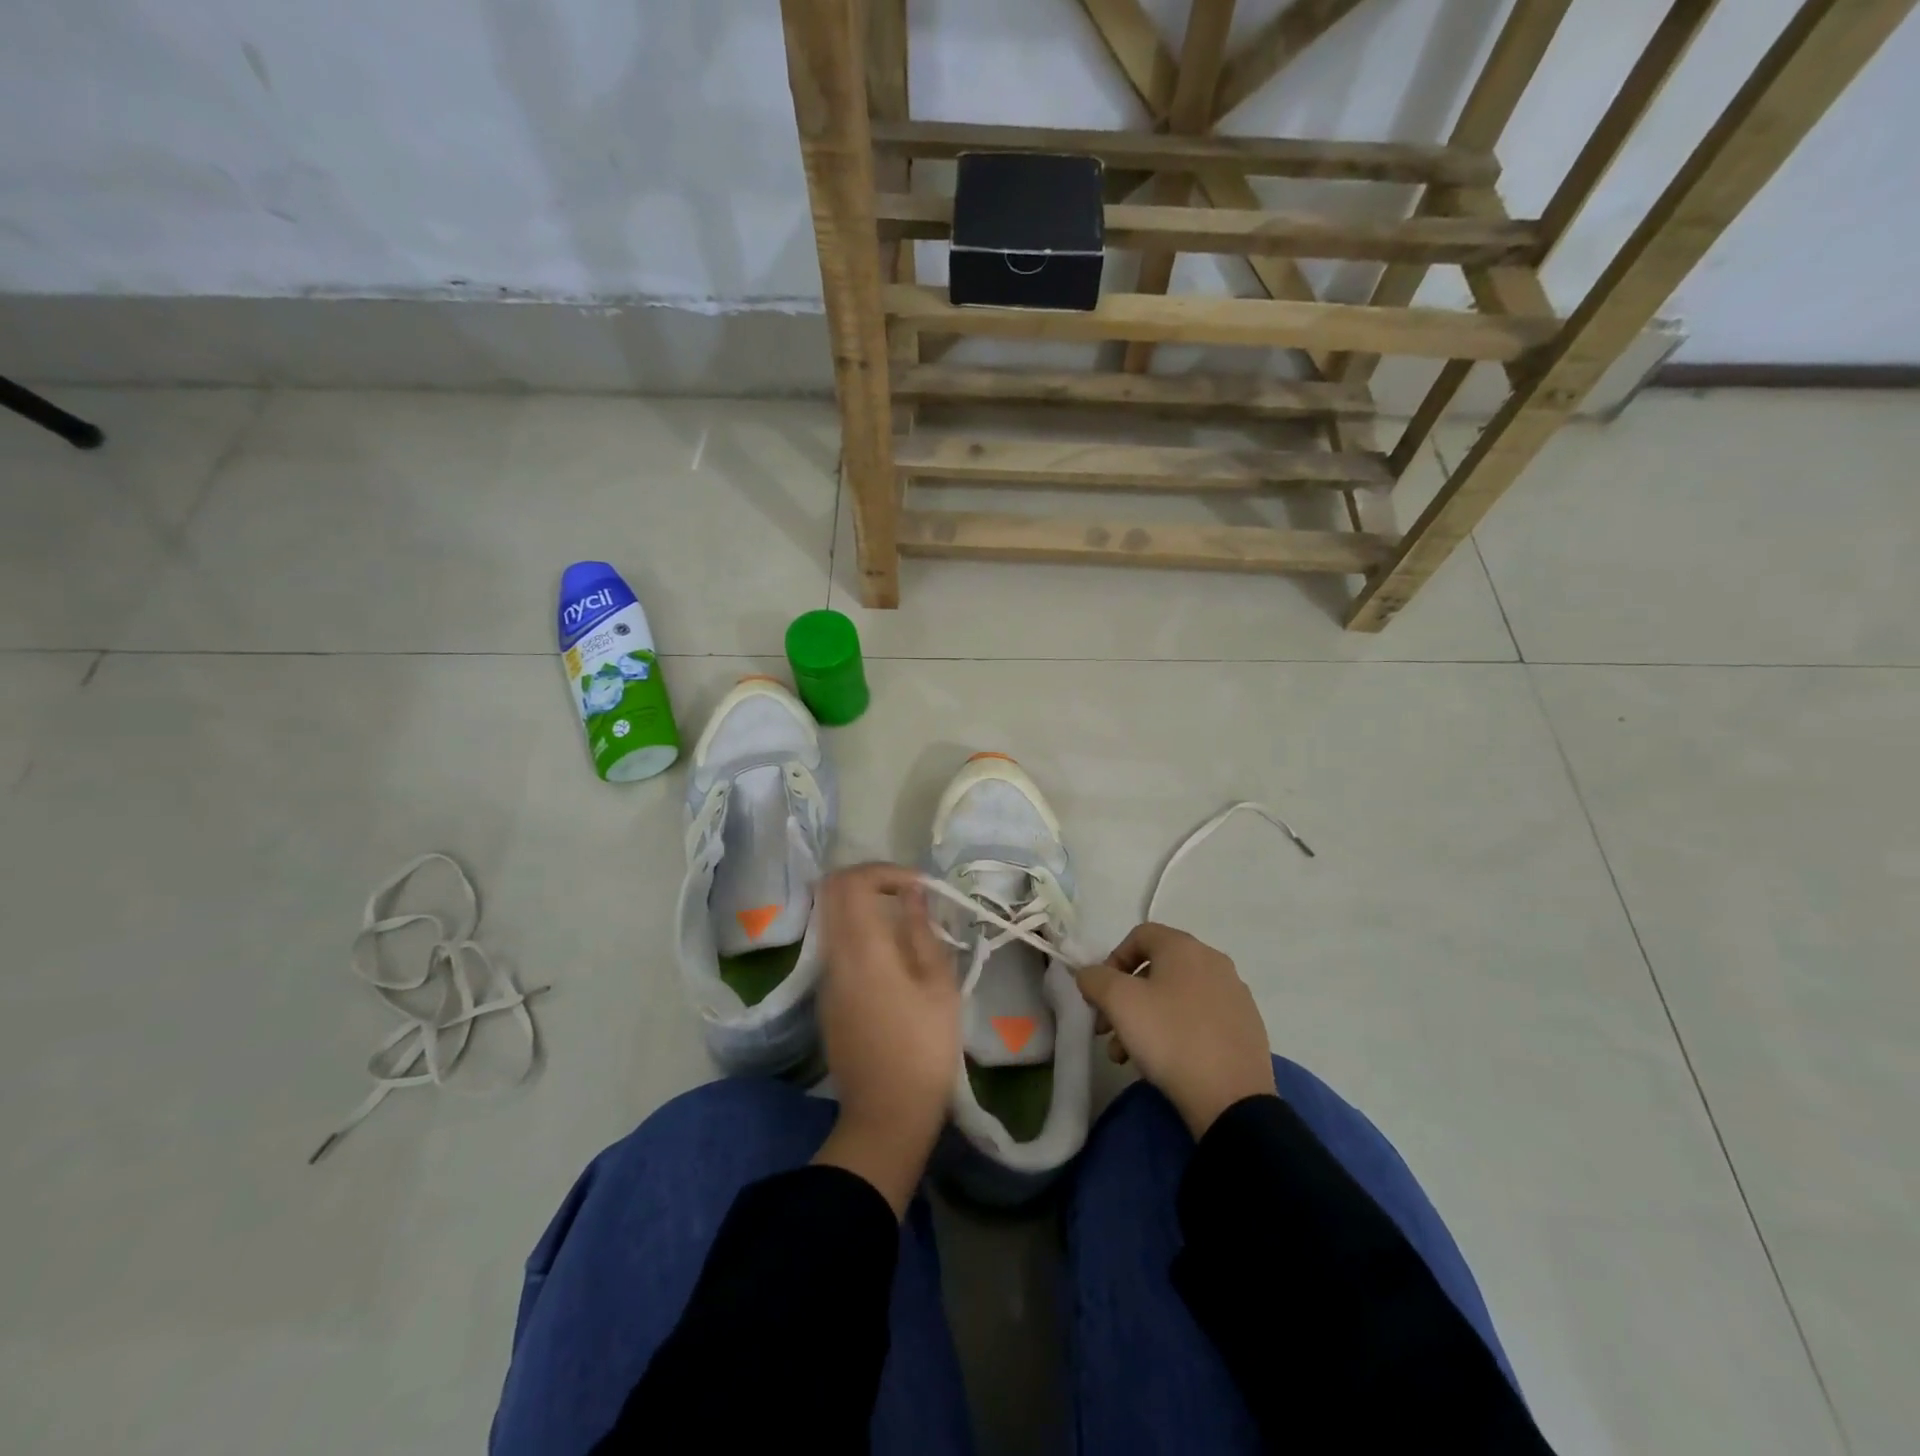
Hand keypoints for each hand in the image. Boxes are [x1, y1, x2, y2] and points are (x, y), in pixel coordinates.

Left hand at [811, 863, 959, 1216]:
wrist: (886, 1115)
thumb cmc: (924, 1049)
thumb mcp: (939, 987)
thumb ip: (921, 932)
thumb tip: (912, 893)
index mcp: (863, 949)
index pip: (851, 882)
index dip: (883, 871)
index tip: (917, 885)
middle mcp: (834, 956)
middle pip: (831, 892)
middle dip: (869, 881)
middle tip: (907, 894)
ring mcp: (825, 979)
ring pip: (831, 918)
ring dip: (862, 907)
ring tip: (904, 924)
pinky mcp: (826, 999)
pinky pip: (835, 947)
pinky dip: (858, 933)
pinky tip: (891, 957)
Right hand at [1074, 923, 1275, 1137]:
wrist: (1232, 1099)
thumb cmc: (1170, 1038)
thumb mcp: (1119, 1002)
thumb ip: (1095, 978)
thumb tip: (1090, 974)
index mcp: (1185, 947)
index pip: (1140, 935)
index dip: (1112, 960)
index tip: (1101, 995)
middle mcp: (1213, 962)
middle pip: (1156, 969)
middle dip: (1125, 998)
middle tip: (1107, 1030)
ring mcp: (1234, 995)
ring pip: (1176, 997)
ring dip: (1146, 1018)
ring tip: (1128, 1056)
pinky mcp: (1246, 1027)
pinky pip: (1200, 1017)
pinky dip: (1176, 1030)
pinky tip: (1166, 1062)